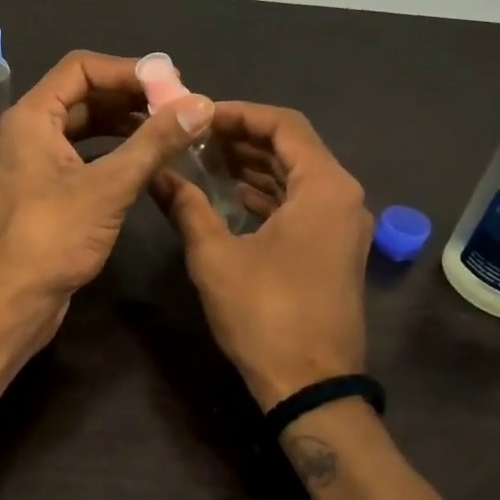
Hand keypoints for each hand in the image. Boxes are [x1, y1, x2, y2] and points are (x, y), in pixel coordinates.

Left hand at [0, 51, 214, 345]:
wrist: (13, 301)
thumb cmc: (53, 238)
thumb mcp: (109, 186)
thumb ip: (154, 143)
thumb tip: (200, 105)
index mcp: (33, 116)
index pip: (81, 68)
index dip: (127, 70)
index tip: (172, 83)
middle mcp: (31, 130)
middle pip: (85, 94)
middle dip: (132, 97)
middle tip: (179, 107)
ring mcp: (38, 161)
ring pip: (87, 126)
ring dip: (127, 124)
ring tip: (171, 131)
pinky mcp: (48, 189)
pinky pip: (85, 154)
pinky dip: (116, 151)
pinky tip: (147, 161)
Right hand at [152, 102, 372, 409]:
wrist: (311, 385)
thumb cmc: (265, 314)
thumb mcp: (215, 257)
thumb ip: (186, 207)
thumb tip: (156, 176)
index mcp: (324, 188)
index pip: (284, 125)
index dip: (239, 114)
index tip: (199, 117)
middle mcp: (343, 197)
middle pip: (294, 148)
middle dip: (244, 138)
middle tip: (196, 137)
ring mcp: (344, 226)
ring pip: (298, 177)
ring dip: (255, 166)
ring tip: (206, 160)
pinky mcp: (336, 250)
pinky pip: (302, 204)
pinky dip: (268, 194)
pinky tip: (232, 196)